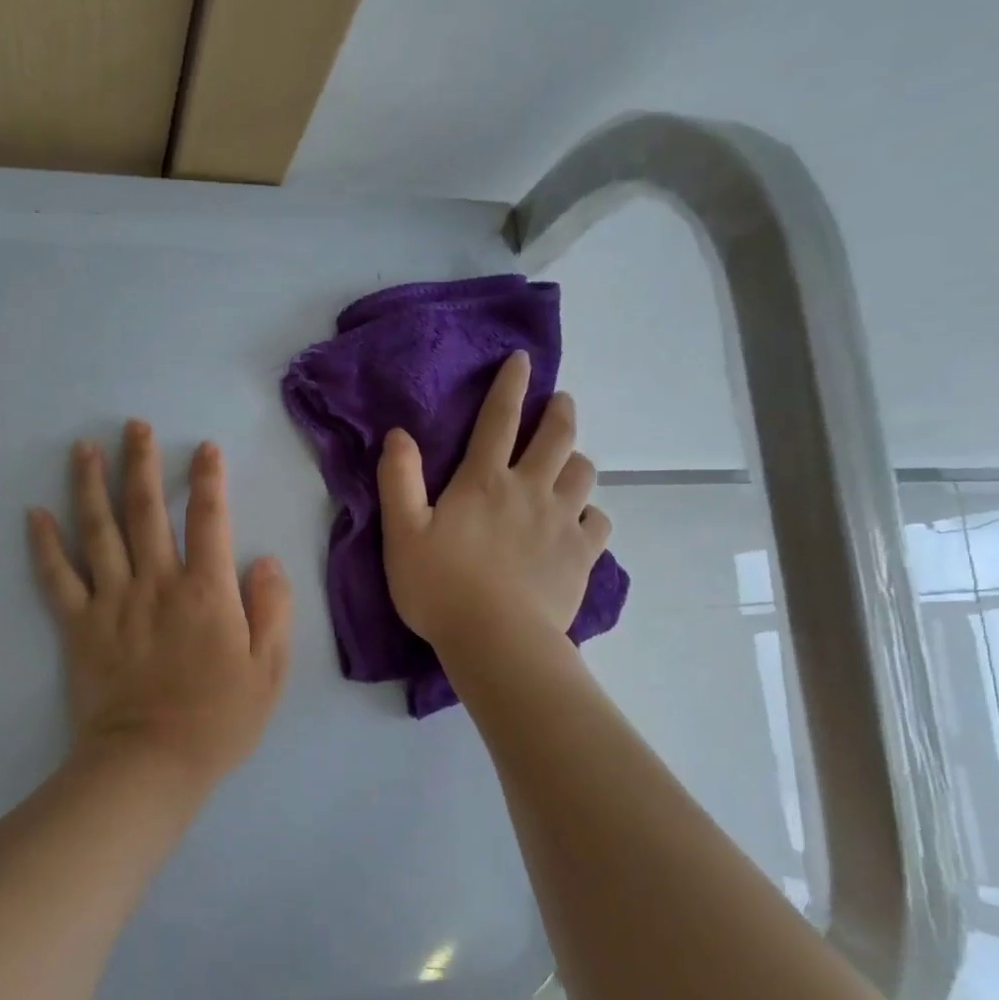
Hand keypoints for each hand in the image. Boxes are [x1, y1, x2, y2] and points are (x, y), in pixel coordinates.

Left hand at [27, 422, 291, 790]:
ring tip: (84, 448)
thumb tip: (265, 561)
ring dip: (91, 485)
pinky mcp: (78, 626)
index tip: (204, 449)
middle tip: (134, 426)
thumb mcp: (269, 671)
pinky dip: (44, 545)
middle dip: (142, 464)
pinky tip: (34, 514)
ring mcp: (112, 602)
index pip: (209, 520)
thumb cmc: (218, 721)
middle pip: (146, 511)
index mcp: (206, 592)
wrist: (150, 763)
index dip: (209, 480)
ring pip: (98, 531)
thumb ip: (272, 610)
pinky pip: (57, 578)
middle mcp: (156, 584)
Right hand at [378, 351, 611, 654]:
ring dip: (576, 459)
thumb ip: (399, 479)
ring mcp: (562, 522)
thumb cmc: (440, 586)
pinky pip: (599, 521)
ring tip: (568, 462)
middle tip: (561, 402)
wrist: (496, 639)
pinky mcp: (582, 555)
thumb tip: (399, 434)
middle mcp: (530, 490)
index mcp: (484, 481)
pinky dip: (592, 513)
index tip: (523, 360)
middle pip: (556, 437)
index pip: (499, 419)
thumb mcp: (402, 532)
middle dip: (560, 412)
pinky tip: (582, 521)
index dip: (511, 385)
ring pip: (583, 473)